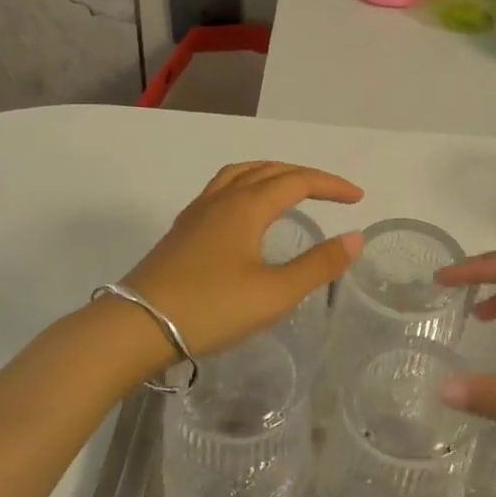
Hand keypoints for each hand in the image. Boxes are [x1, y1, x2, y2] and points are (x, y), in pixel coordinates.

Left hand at [121, 161, 364, 361]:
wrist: (138, 326)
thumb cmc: (212, 309)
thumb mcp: (275, 293)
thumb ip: (318, 265)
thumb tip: (355, 236)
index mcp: (247, 206)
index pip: (297, 180)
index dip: (330, 185)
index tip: (357, 198)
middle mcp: (221, 199)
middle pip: (268, 170)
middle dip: (304, 176)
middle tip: (331, 193)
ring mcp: (196, 213)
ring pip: (239, 175)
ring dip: (270, 174)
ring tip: (289, 189)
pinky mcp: (181, 231)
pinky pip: (220, 190)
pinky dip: (245, 187)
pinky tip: (245, 214)